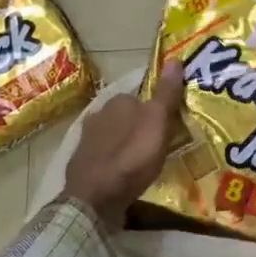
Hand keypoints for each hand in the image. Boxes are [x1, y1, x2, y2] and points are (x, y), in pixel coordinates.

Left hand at [62, 62, 186, 229]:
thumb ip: (166, 94)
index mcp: (119, 100)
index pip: (142, 96)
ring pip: (114, 134)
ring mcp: (87, 138)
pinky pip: (104, 154)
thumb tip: (174, 58)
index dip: (156, 110)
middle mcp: (99, 113)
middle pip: (127, 115)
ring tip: (143, 160)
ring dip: (126, 143)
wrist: (94, 198)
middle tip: (158, 144)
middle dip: (140, 126)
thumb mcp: (157, 122)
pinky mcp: (81, 161)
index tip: (168, 125)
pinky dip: (114, 160)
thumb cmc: (131, 157)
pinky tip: (123, 172)